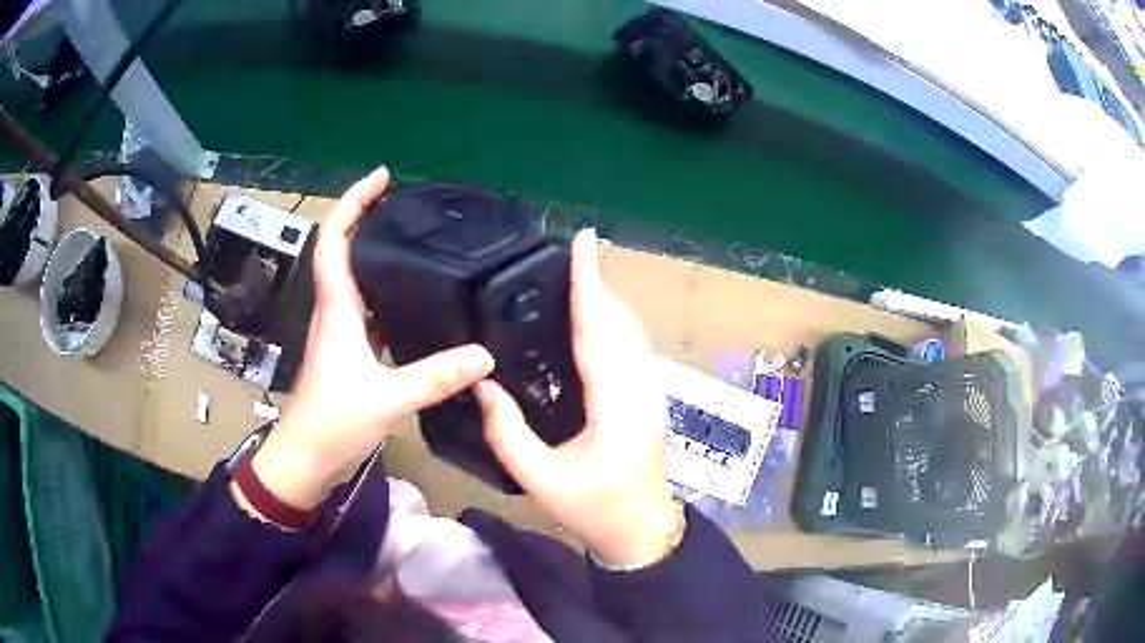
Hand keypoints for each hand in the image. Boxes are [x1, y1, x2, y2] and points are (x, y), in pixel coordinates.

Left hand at [249, 168, 494, 509]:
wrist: (306, 460)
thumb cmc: (332, 423)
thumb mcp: (386, 399)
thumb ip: (435, 377)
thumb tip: (485, 356)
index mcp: (337, 308)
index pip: (335, 241)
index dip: (353, 203)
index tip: (382, 178)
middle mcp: (337, 311)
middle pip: (346, 250)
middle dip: (370, 218)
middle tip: (410, 203)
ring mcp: (342, 333)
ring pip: (358, 280)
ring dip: (379, 254)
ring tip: (420, 242)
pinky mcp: (351, 354)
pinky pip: (370, 311)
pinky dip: (388, 294)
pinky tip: (418, 300)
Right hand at [476, 229, 678, 567]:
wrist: (642, 528)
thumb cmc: (594, 509)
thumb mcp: (541, 481)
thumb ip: (509, 434)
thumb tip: (484, 385)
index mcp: (616, 406)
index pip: (599, 331)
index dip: (589, 283)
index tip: (582, 241)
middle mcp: (640, 388)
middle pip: (617, 322)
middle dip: (594, 282)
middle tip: (564, 253)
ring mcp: (650, 390)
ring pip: (628, 330)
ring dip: (603, 299)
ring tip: (573, 276)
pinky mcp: (649, 395)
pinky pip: (630, 344)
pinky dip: (610, 320)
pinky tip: (591, 317)